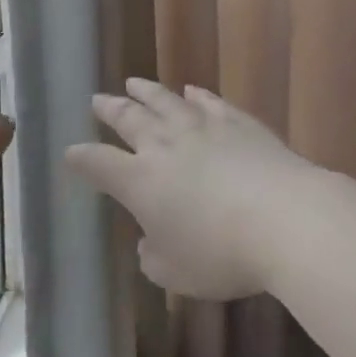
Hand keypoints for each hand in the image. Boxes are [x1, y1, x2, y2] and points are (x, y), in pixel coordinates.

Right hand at [65, 79, 331, 299]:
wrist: (285, 218)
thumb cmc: (222, 254)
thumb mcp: (176, 273)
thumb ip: (154, 257)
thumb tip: (148, 243)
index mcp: (140, 181)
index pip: (100, 164)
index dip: (82, 158)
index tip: (70, 152)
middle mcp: (164, 146)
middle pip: (129, 120)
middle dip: (110, 110)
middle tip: (97, 100)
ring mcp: (202, 129)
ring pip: (165, 102)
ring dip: (146, 92)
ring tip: (133, 83)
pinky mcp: (237, 123)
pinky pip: (210, 103)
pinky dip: (197, 95)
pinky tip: (192, 91)